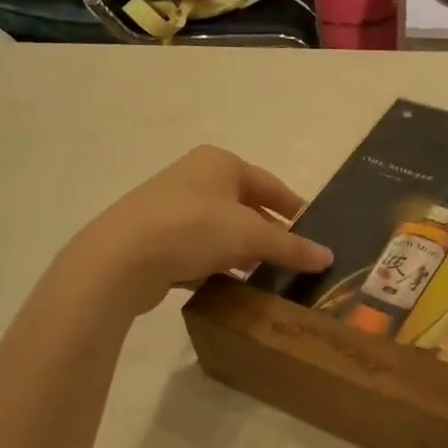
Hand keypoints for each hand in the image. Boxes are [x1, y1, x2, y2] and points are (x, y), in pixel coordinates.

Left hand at [80, 146, 333, 314]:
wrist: (119, 259)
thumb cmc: (193, 228)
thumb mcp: (251, 236)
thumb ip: (291, 246)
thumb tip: (328, 257)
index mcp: (220, 163)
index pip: (270, 184)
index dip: (294, 207)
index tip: (313, 230)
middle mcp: (195, 177)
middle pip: (245, 206)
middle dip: (267, 232)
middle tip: (291, 257)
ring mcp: (170, 206)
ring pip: (220, 229)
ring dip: (241, 251)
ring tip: (264, 276)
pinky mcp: (153, 236)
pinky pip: (196, 248)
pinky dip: (215, 264)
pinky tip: (228, 285)